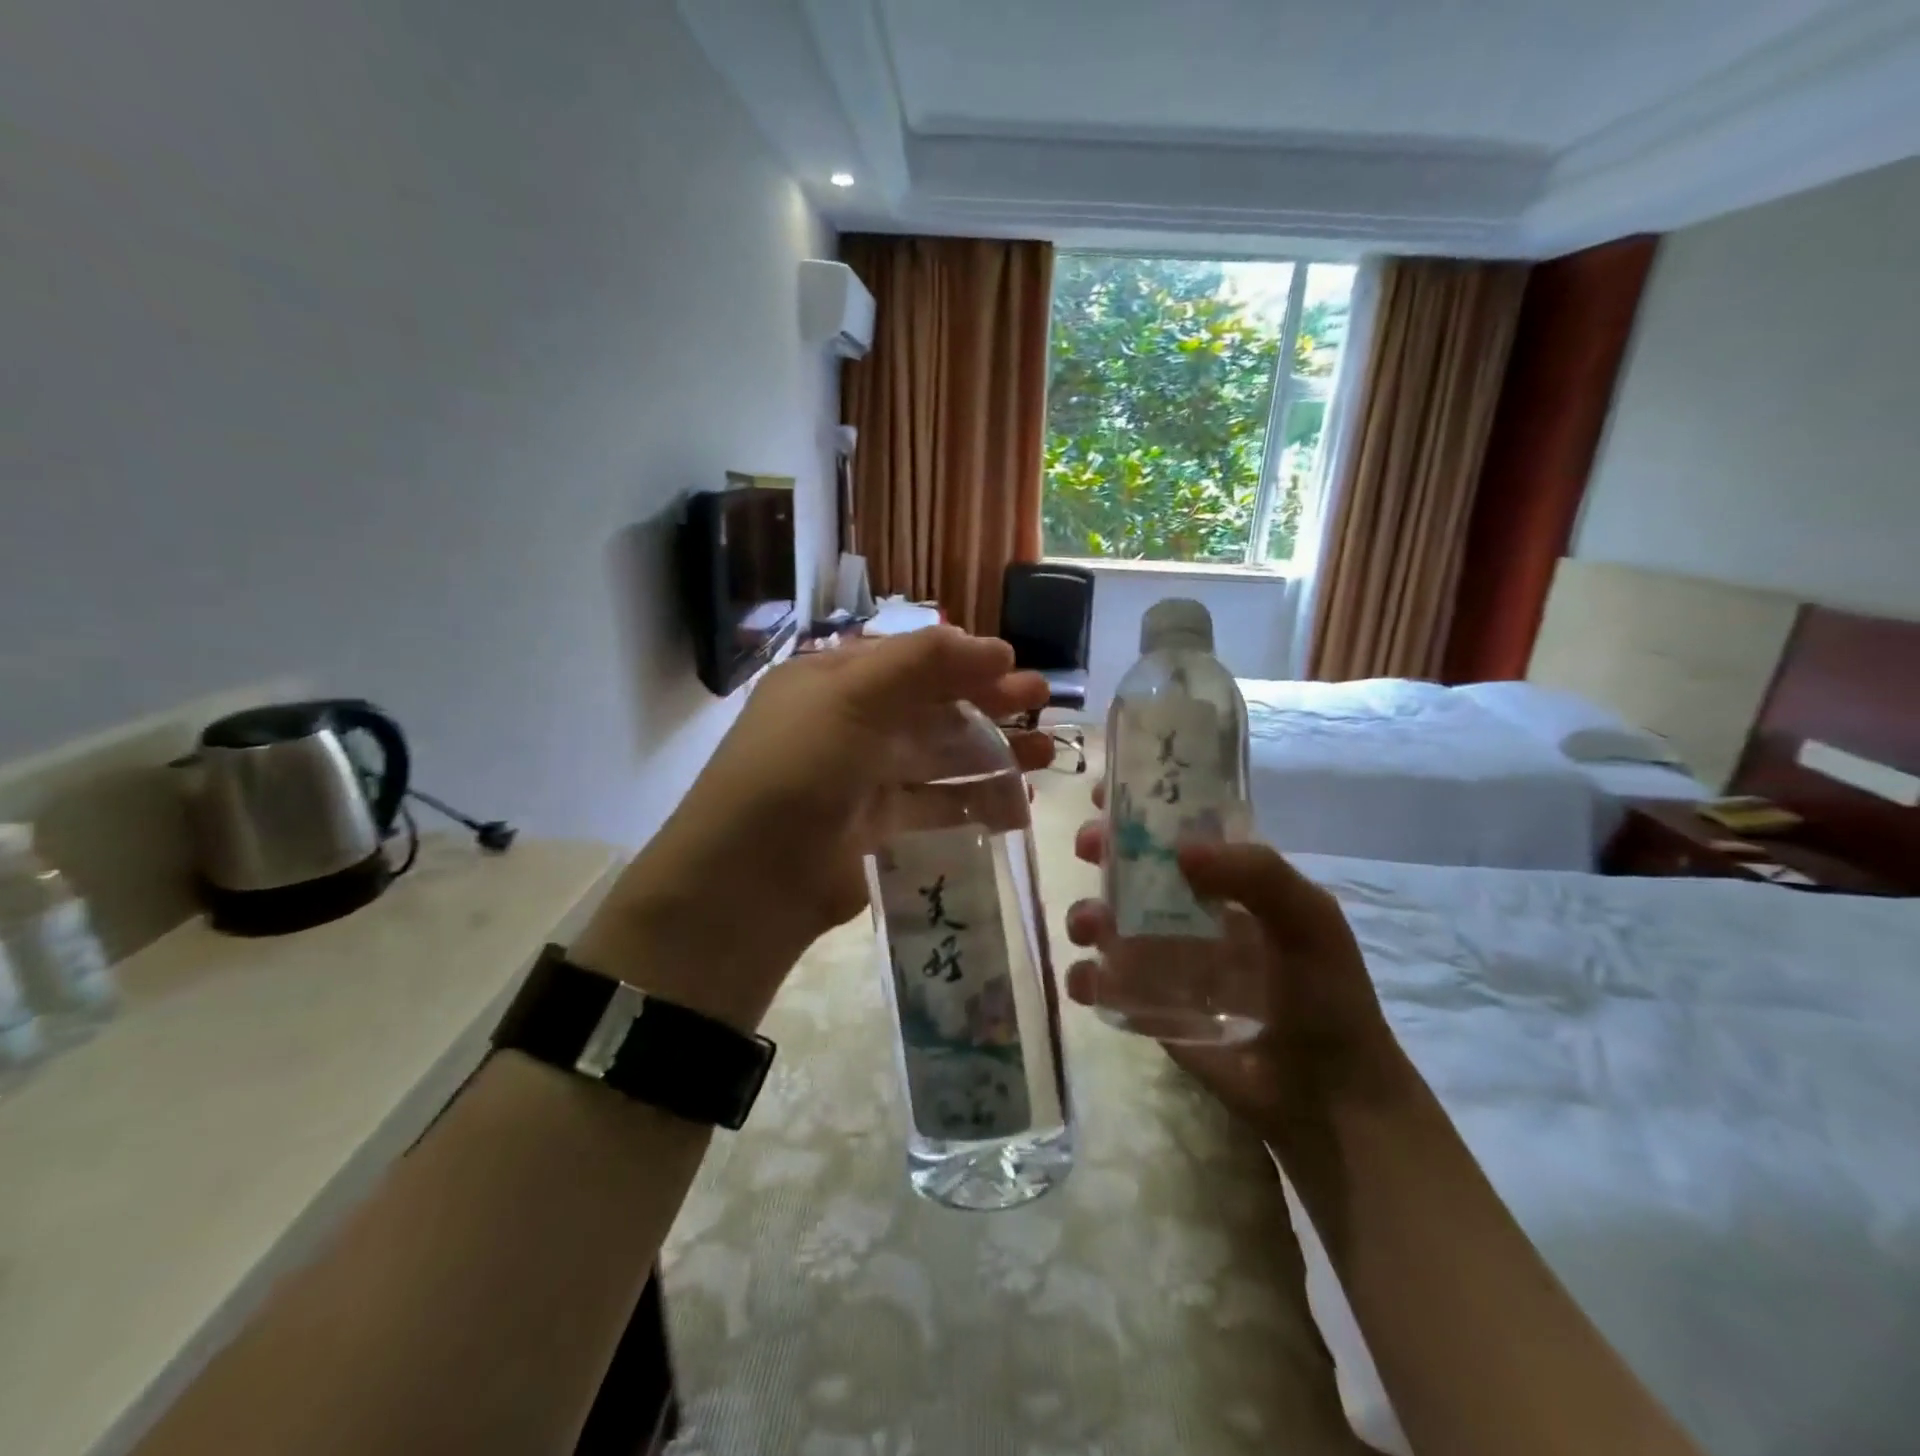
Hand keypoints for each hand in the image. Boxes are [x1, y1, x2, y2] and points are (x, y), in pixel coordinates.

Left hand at [572, 629, 1049, 1028]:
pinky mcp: (882, 829)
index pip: (908, 660)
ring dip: (993, 754)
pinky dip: (976, 803)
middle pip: (932, 707)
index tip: (1012, 667)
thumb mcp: (851, 696)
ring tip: (1045, 757)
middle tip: (1041, 704)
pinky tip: (1016, 804)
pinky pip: (938, 807)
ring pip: (941, 758)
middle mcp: (850, 725)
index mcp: (833, 682)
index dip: (962, 660)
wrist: (752, 878)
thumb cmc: (799, 767)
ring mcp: (866, 779)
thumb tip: (995, 649)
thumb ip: (924, 663)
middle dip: (988, 704)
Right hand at [1064, 781, 1403, 1136]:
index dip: (1143, 808)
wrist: (1328, 1097)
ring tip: (1088, 929)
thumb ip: (1257, 874)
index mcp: (1231, 883)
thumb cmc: (1326, 996)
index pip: (1181, 831)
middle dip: (1103, 853)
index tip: (1105, 792)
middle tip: (1087, 849)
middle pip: (1134, 869)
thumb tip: (1179, 850)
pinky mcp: (1150, 1006)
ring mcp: (1167, 960)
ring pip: (1110, 922)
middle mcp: (1192, 913)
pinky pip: (1105, 983)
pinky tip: (1089, 983)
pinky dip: (1087, 978)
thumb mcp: (1309, 921)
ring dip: (1087, 915)